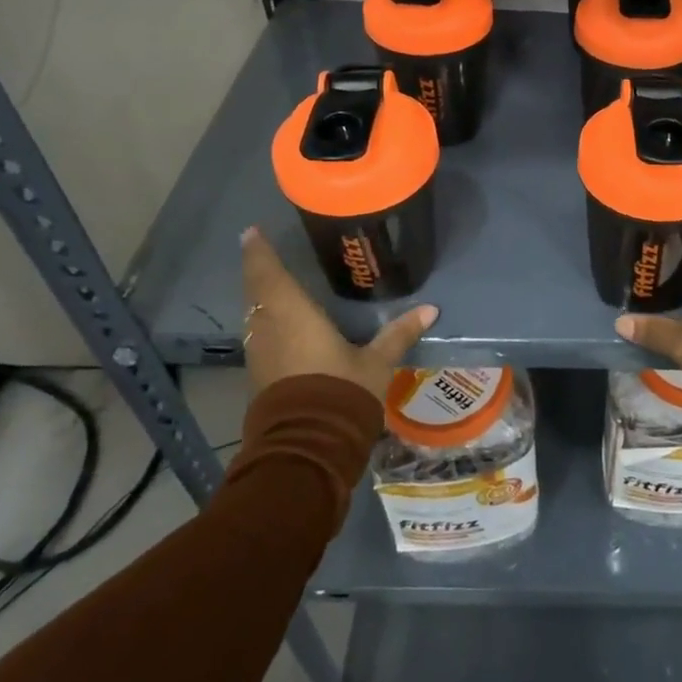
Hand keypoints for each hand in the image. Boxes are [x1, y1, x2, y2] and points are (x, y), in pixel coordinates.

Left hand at [241, 227, 436, 402]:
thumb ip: (398, 334)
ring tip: (273, 285)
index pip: (270, 275)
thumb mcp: (376, 363)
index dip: (259, 252)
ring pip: (255, 316)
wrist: (308, 449)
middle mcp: (269, 330)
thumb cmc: (340, 392)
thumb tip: (430, 310)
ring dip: (260, 298)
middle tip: (262, 252)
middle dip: (258, 271)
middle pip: (256, 293)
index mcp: (293, 316)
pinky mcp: (261, 377)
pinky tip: (280, 325)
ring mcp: (261, 356)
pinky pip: (260, 337)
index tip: (251, 231)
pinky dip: (266, 322)